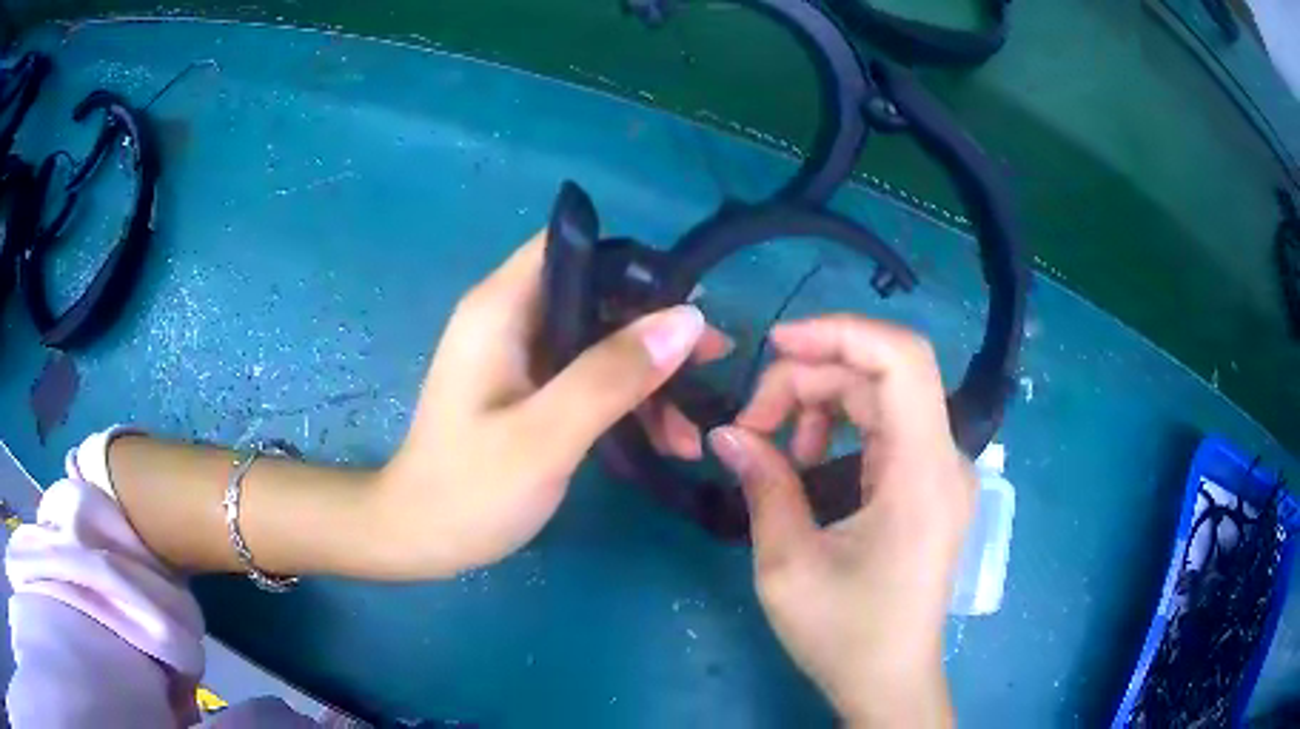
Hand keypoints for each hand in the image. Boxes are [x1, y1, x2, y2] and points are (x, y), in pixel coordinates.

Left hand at [369, 232, 727, 576]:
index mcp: (501, 309)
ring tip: (693, 429)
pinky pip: (590, 376)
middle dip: (656, 330)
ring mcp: (521, 356)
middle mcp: (511, 319)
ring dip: (650, 376)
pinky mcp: (530, 389)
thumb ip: (612, 374)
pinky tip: (665, 440)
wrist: (421, 538)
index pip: (572, 247)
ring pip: (601, 340)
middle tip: (713, 364)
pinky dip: (628, 401)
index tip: (689, 302)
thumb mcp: (545, 435)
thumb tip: (688, 319)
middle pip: (597, 295)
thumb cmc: (470, 489)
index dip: (633, 263)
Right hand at [708, 315, 974, 727]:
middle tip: (752, 422)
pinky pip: (887, 426)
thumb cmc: (845, 634)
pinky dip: (842, 425)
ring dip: (822, 402)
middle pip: (882, 374)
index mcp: (922, 473)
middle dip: (810, 378)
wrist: (889, 680)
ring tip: (777, 446)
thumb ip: (763, 485)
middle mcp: (943, 459)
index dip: (839, 333)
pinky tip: (809, 460)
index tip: (775, 346)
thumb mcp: (788, 565)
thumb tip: (726, 434)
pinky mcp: (928, 484)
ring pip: (882, 395)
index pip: (902, 360)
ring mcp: (939, 470)